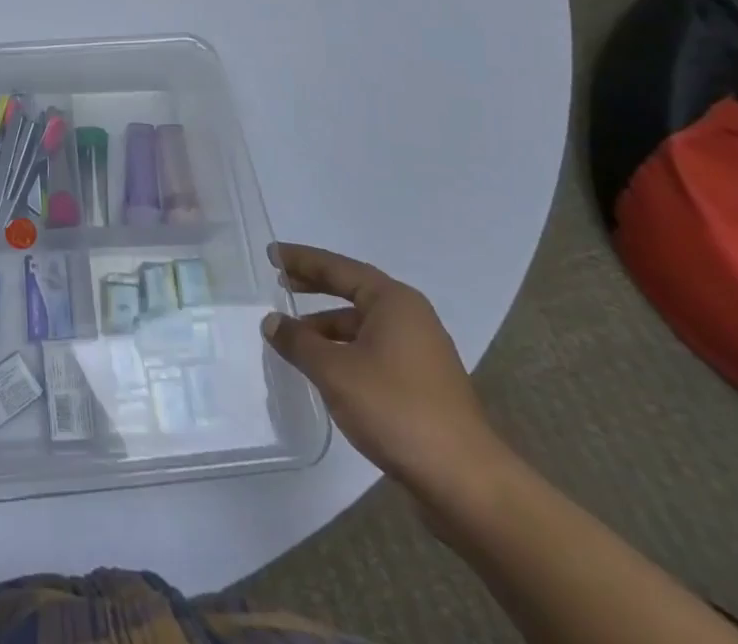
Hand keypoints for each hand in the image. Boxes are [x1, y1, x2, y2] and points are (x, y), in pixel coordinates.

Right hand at [260, 243, 506, 501]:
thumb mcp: (334, 371)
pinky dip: (344, 351)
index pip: (338, 268)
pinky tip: (325, 369)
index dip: (302, 260)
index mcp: (394, 302)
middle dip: (315, 286)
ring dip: (327, 326)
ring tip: (293, 336)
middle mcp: (410, 319)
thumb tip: (271, 322)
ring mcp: (420, 354)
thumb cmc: (397, 409)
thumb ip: (298, 342)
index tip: (272, 254)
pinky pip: (373, 351)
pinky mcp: (422, 386)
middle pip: (352, 291)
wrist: (466, 483)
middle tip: (279, 282)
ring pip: (362, 326)